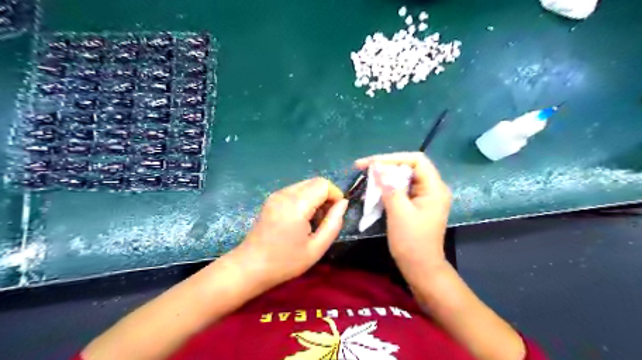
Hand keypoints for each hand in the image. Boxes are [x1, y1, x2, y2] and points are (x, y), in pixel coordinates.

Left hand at [233, 177, 345, 289]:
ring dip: (316, 197)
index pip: (324, 184)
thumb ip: (333, 223)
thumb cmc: (285, 262)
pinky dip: (305, 199)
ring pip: (305, 185)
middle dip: (327, 196)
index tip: (336, 214)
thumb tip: (343, 203)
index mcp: (296, 205)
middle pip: (315, 182)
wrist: (250, 267)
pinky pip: (295, 191)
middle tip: (325, 219)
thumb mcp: (316, 248)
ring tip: (313, 221)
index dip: (335, 195)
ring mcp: (276, 195)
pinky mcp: (271, 199)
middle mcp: (285, 193)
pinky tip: (301, 218)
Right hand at [356, 152, 449, 271]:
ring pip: (404, 178)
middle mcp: (432, 189)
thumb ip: (389, 187)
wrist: (420, 268)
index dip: (393, 158)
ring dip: (386, 178)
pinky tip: (375, 191)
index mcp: (434, 188)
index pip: (416, 160)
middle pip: (409, 168)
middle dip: (387, 166)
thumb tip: (378, 167)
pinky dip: (388, 188)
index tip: (372, 163)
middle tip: (365, 169)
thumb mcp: (399, 212)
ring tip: (367, 178)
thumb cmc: (412, 242)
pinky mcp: (417, 205)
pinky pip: (402, 190)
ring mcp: (425, 198)